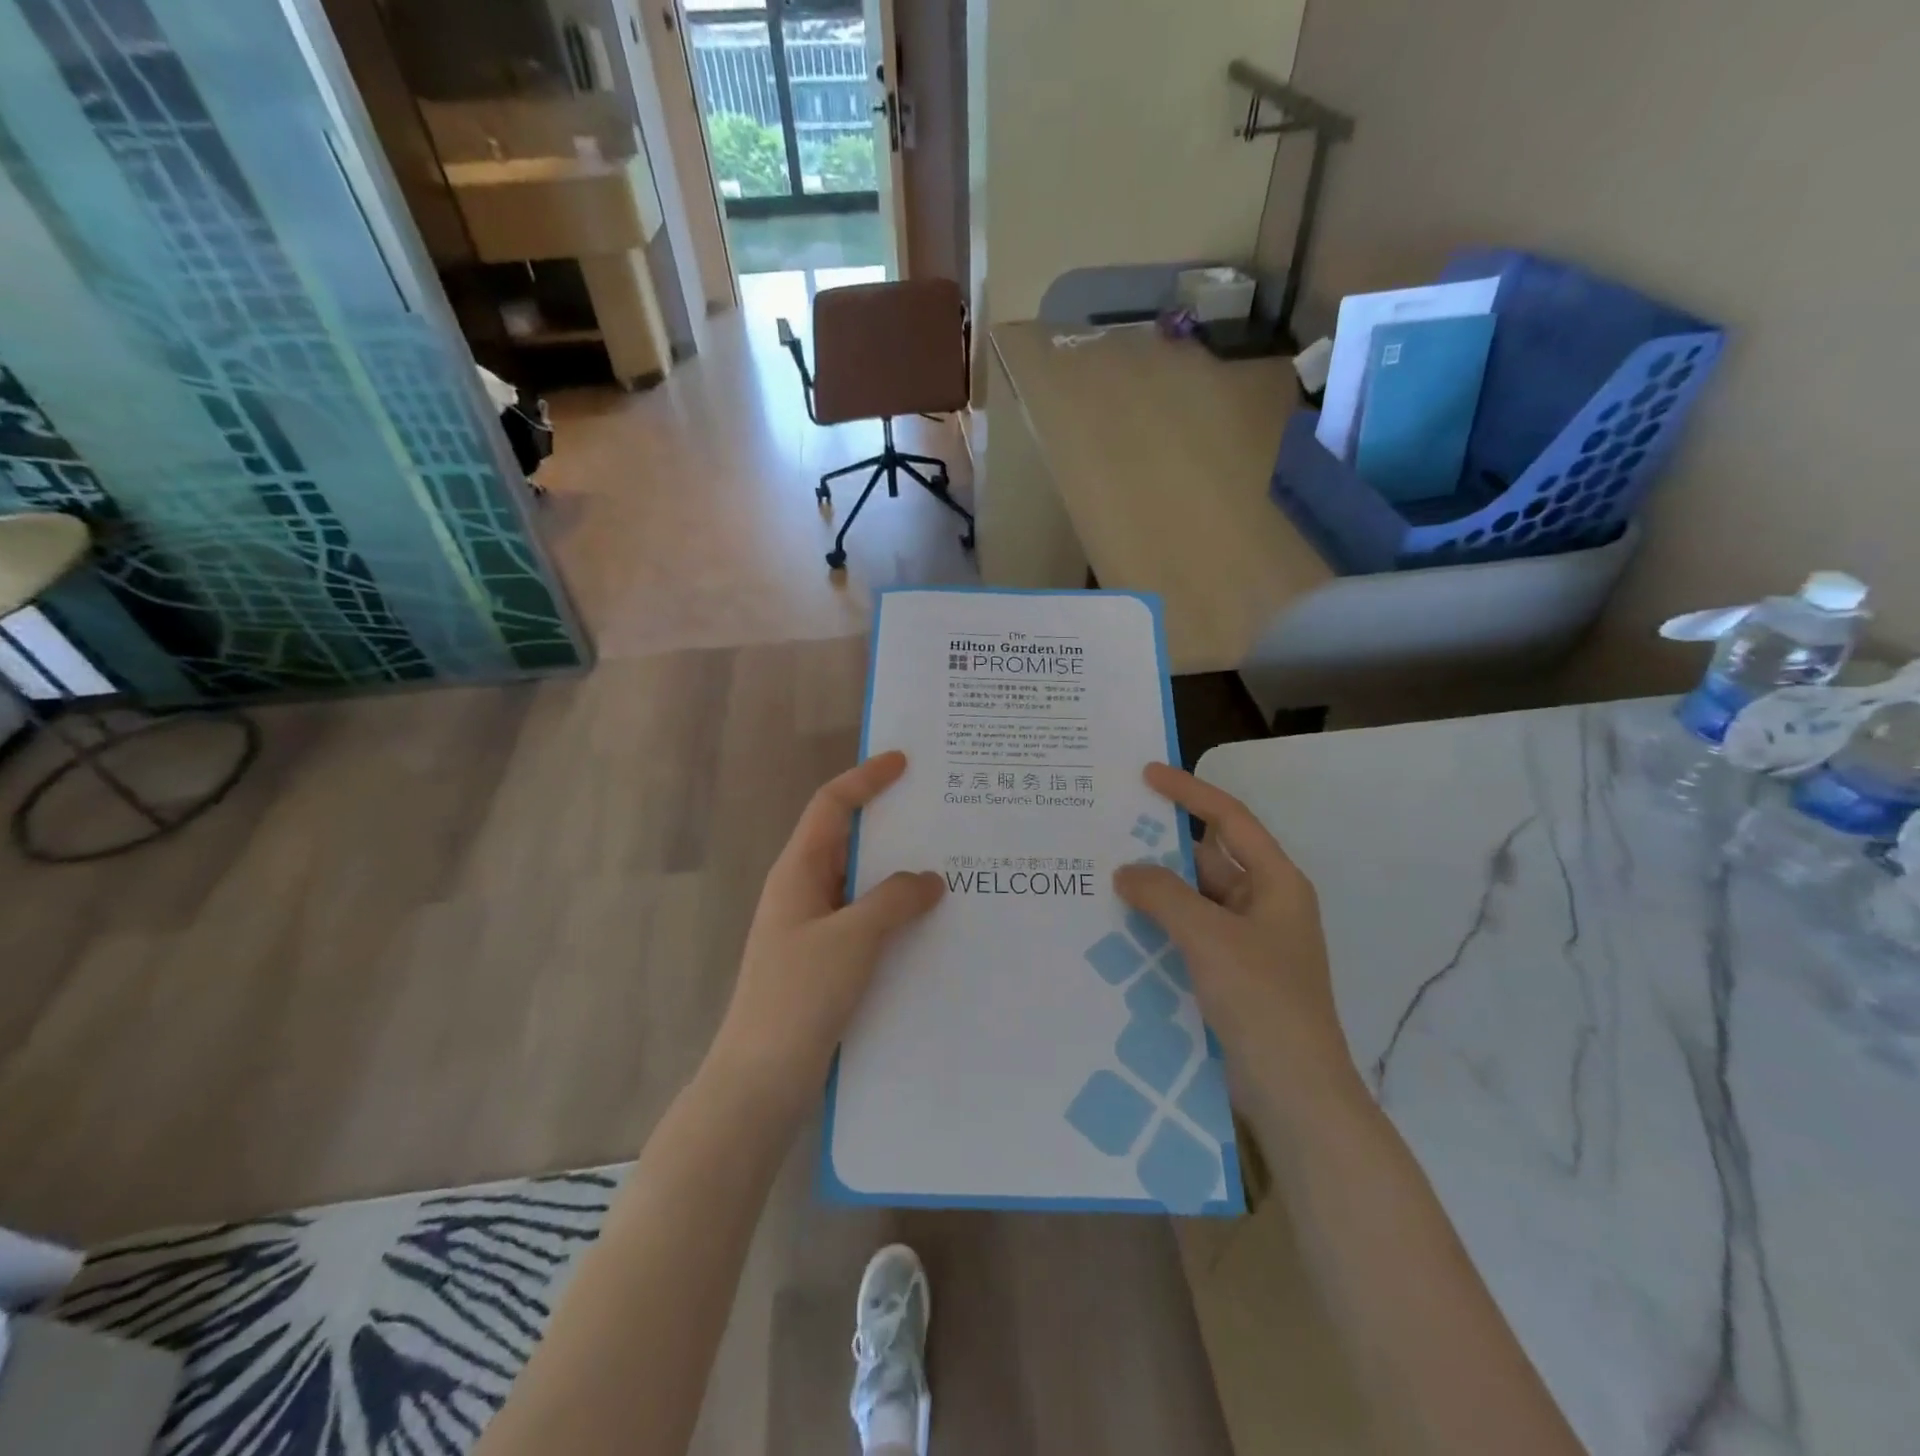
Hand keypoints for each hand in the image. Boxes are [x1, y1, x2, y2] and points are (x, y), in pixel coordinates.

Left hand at [708, 751, 942, 1113]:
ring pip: (860, 884)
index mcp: (798, 872)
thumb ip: (893, 900)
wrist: (760, 1081)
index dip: (865, 779)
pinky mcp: (825, 962)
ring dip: (896, 872)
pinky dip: (894, 912)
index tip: (903, 762)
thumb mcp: (852, 939)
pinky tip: (928, 923)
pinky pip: (865, 920)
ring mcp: (812, 929)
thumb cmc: (799, 997)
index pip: (831, 806)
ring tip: (948, 864)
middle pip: (847, 840)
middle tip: (939, 812)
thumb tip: (928, 879)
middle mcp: (803, 892)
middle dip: (889, 823)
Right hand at [1113, 763, 1361, 1119]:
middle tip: (1108, 830)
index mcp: (1276, 883)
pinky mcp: (1229, 975)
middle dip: (1161, 846)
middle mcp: (1263, 905)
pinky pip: (1188, 934)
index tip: (1147, 775)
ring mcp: (1246, 943)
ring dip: (1156, 890)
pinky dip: (1158, 926)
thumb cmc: (1263, 1000)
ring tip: (1102, 875)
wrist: (1294, 1093)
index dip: (1189, 793)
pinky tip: (1118, 927)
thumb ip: (1164, 895)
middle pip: (1207, 859)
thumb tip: (1126, 871)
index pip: (1229, 820)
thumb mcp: (1210, 937)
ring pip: (1193, 900)